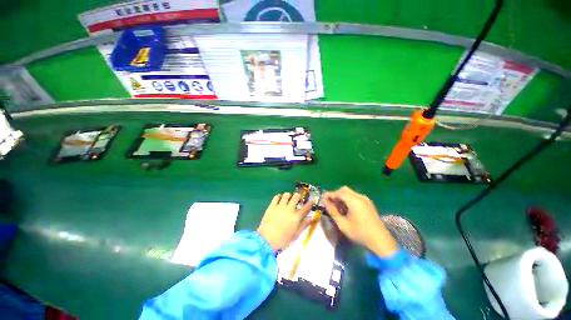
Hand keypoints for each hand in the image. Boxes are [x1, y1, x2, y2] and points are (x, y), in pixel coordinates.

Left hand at [257, 193, 312, 250]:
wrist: (267, 240)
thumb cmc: (283, 239)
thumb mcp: (296, 234)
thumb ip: (304, 225)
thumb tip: (311, 218)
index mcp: (296, 217)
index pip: (305, 207)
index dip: (309, 203)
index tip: (311, 200)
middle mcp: (289, 209)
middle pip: (296, 197)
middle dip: (298, 196)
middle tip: (298, 198)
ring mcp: (280, 206)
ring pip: (286, 195)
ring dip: (289, 195)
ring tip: (288, 198)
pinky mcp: (272, 206)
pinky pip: (276, 197)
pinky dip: (279, 196)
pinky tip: (280, 199)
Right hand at [323, 186, 397, 257]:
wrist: (381, 241)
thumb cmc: (360, 233)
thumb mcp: (342, 224)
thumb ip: (332, 211)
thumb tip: (325, 202)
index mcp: (354, 201)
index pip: (338, 193)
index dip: (329, 194)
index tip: (322, 197)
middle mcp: (360, 197)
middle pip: (344, 190)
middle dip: (335, 194)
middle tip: (330, 203)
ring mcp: (365, 199)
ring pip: (349, 192)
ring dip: (342, 197)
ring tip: (337, 207)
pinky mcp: (368, 203)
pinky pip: (355, 196)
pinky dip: (348, 199)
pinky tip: (346, 208)